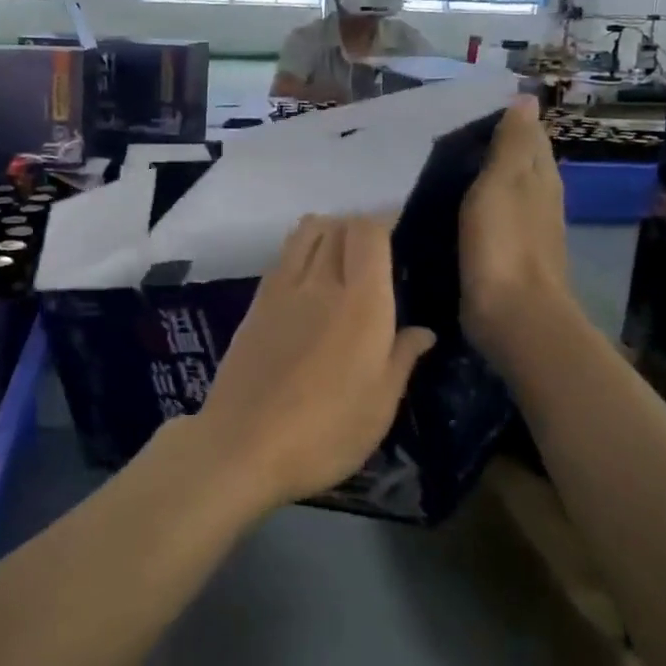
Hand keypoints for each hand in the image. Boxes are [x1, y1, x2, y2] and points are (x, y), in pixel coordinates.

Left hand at [191, 214, 434, 512]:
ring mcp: (280, 290)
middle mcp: (319, 282)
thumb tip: (422, 331)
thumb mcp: (380, 405)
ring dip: (326, 231)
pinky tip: (308, 282)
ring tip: (341, 257)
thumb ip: (402, 358)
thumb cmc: (325, 431)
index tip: (401, 236)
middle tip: (376, 252)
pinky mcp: (254, 304)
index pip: (368, 231)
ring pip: (304, 233)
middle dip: (358, 226)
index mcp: (361, 302)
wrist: (243, 443)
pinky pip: (282, 258)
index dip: (385, 222)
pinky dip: (299, 252)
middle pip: (336, 225)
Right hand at [459, 95, 569, 338]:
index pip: (530, 137)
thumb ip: (511, 144)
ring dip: (485, 179)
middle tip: (449, 139)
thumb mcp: (503, 183)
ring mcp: (527, 232)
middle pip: (522, 164)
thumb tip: (526, 99)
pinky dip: (479, 209)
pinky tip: (457, 211)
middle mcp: (540, 200)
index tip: (469, 112)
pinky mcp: (509, 257)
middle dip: (495, 148)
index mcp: (540, 177)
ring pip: (508, 193)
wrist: (514, 315)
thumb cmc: (504, 244)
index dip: (508, 121)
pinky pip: (494, 220)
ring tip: (446, 170)